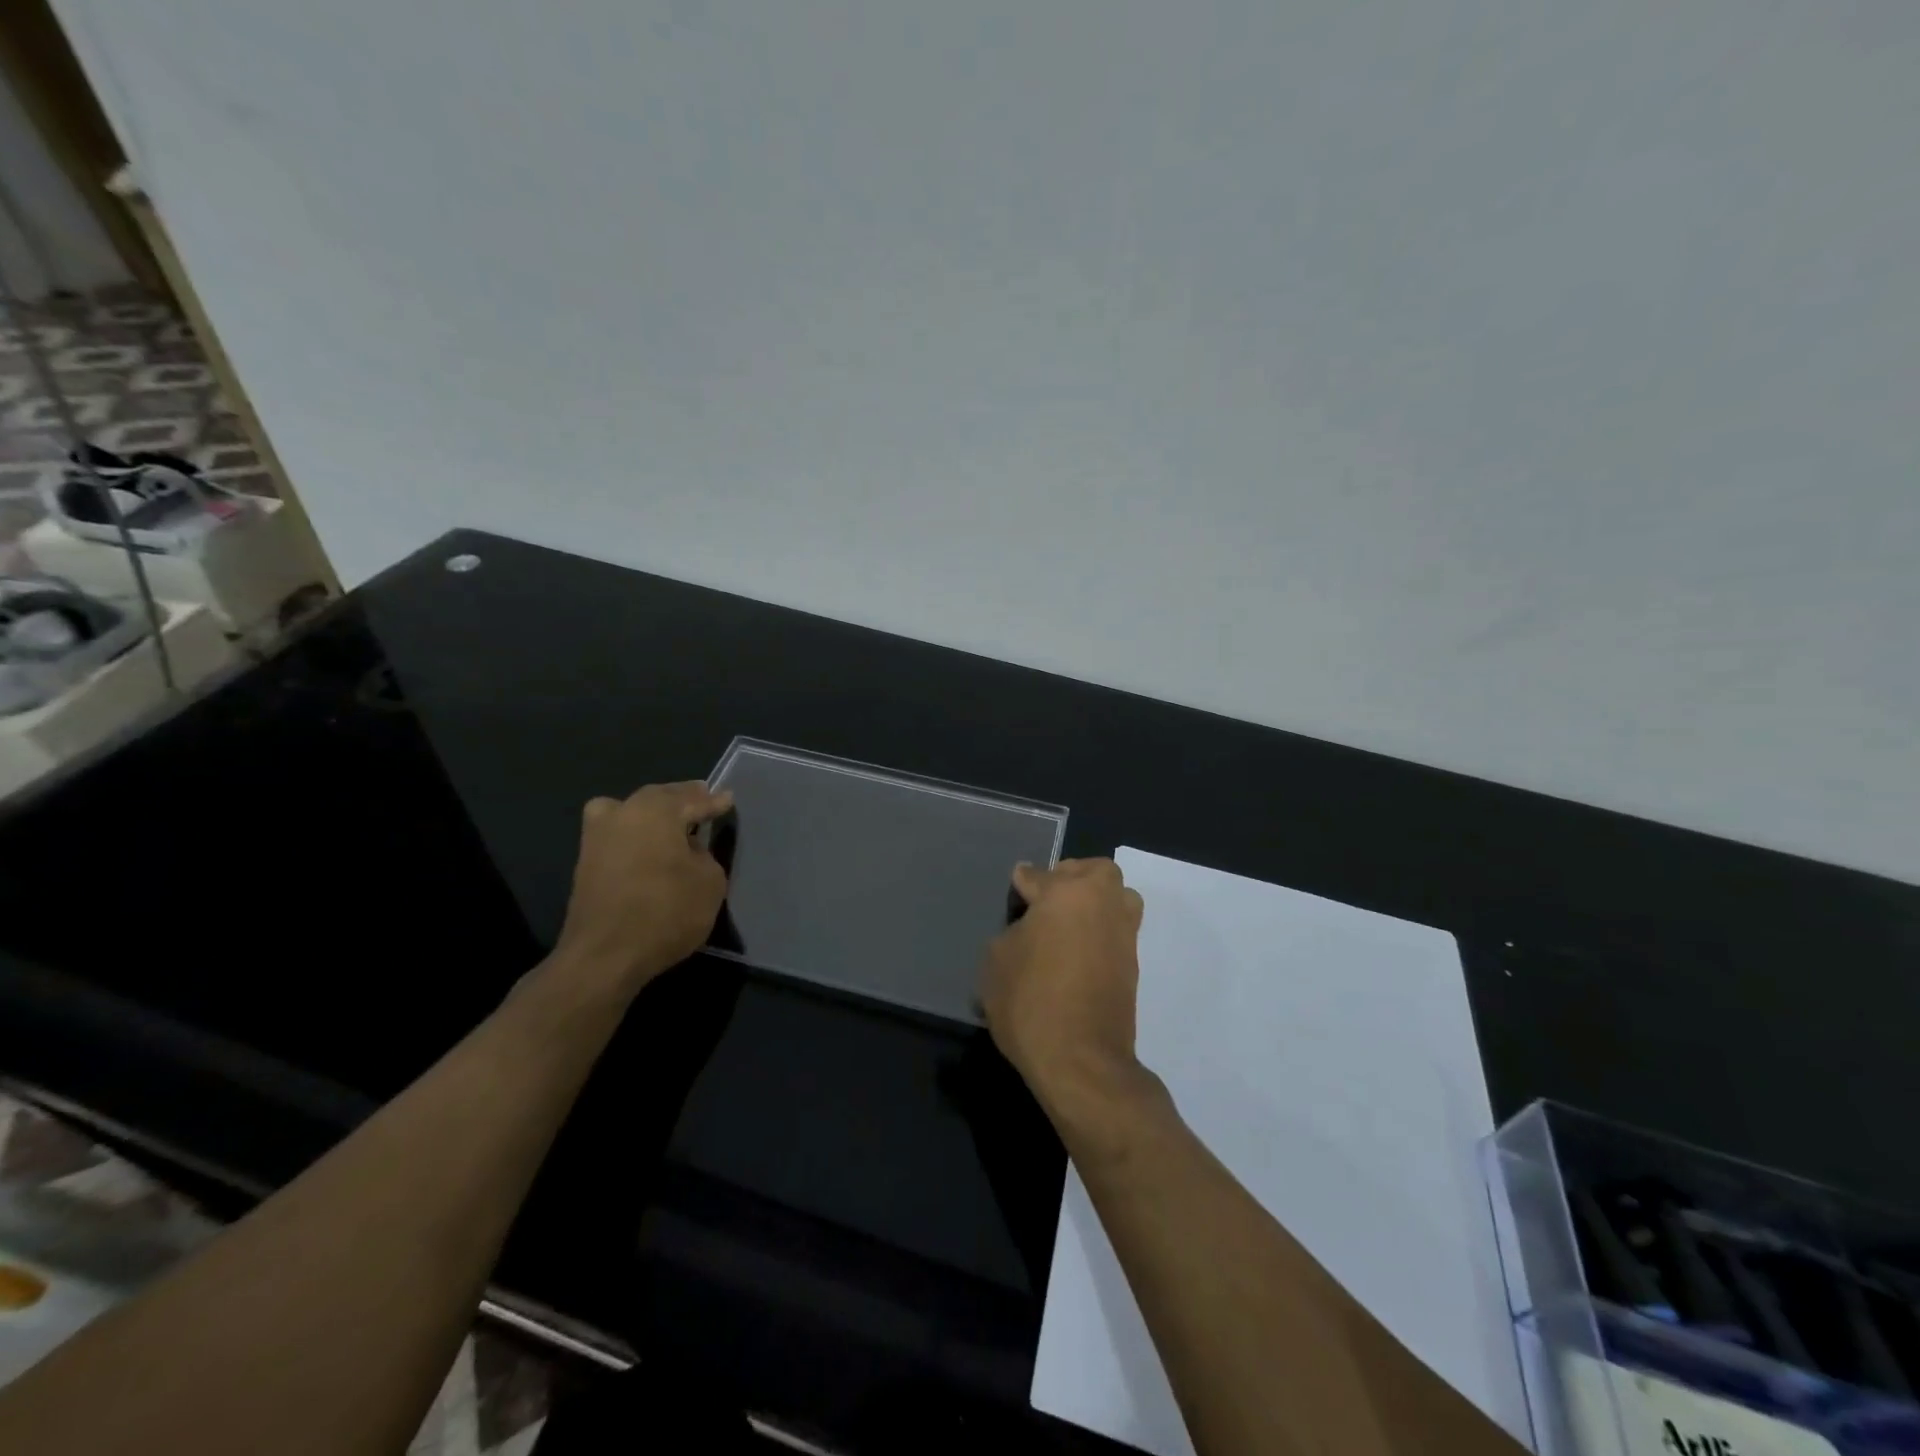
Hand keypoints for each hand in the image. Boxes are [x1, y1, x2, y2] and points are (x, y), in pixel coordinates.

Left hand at [552, 781, 733, 998]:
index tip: (728, 799)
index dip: (714, 802)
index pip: (693, 800)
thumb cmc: (666, 911)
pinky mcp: (585, 864)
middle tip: (701, 799)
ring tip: (670, 823)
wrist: (605, 956)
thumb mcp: (710, 881)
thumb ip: (704, 855)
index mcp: (656, 810)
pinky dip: (633, 835)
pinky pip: (617, 835)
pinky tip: (648, 848)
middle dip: (681, 798)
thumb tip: (688, 850)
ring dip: (650, 813)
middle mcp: (623, 813)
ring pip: (629, 811)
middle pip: (658, 798)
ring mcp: (597, 837)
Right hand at [980, 859, 1153, 1121]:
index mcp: (1068, 891)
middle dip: (1070, 878)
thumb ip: (1012, 930)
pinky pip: (1116, 931)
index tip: (1015, 894)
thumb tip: (1028, 927)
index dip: (1020, 886)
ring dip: (1095, 902)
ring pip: (1115, 898)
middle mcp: (1104, 902)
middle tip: (1046, 902)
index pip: (1036, 875)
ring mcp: (1124, 933)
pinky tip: (1076, 953)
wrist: (1081, 1061)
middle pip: (1093, 872)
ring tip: (1068, 925)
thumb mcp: (997, 960)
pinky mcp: (1133, 964)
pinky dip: (1100, 932)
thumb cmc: (1030, 1000)